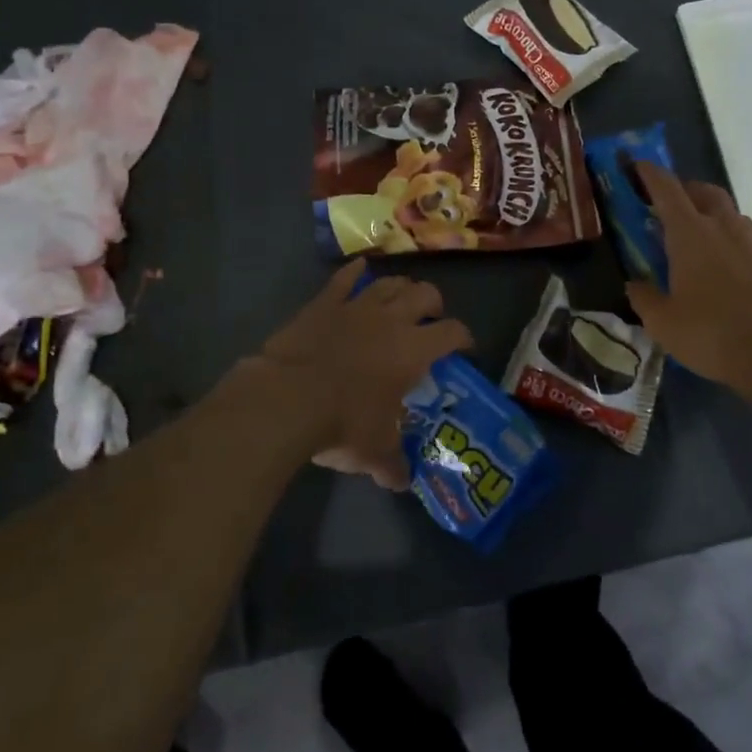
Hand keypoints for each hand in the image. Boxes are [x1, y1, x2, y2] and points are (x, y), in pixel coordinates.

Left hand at [252, 258, 472, 488]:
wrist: (286, 399)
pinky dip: (354, 273)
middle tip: (431, 318)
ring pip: (389, 283)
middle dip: (433, 303)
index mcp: (413, 351)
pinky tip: (359, 269)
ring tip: (401, 298)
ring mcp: (356, 307)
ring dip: (400, 287)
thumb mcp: (373, 452)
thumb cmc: (341, 424)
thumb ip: (392, 465)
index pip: (452, 333)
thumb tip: (401, 483)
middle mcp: (391, 320)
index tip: (464, 348)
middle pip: (425, 294)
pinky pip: (344, 279)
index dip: (463, 337)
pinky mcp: (324, 303)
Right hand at [625, 162, 751, 406]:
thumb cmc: (713, 334)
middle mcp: (725, 225)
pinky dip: (735, 245)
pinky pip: (751, 241)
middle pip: (704, 192)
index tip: (638, 166)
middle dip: (685, 192)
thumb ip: (644, 298)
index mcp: (690, 233)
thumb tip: (635, 285)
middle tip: (671, 209)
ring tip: (702, 248)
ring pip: (730, 216)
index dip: (649, 174)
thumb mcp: (663, 324)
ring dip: (713, 220)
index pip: (666, 189)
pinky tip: (732, 274)